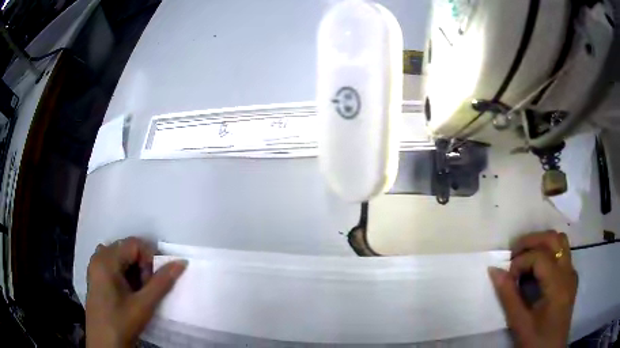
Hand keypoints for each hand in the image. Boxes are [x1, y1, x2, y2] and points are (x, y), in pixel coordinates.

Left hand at [85, 237, 186, 347]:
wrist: (104, 344)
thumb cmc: (122, 323)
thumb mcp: (144, 305)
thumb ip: (162, 282)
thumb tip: (181, 262)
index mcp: (106, 260)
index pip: (134, 244)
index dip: (149, 259)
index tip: (153, 282)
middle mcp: (98, 257)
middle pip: (126, 249)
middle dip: (142, 266)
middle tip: (146, 289)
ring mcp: (95, 267)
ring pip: (120, 258)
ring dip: (134, 270)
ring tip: (138, 291)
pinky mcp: (95, 277)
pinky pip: (113, 265)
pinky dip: (125, 274)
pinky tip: (128, 292)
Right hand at [488, 231, 577, 347]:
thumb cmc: (536, 341)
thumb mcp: (519, 323)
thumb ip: (508, 296)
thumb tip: (494, 270)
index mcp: (558, 285)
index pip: (540, 257)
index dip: (520, 261)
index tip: (507, 278)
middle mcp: (568, 272)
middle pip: (554, 239)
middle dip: (531, 241)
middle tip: (513, 254)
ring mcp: (571, 274)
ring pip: (560, 242)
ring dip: (541, 243)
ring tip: (525, 258)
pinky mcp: (570, 278)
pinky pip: (562, 254)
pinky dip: (548, 253)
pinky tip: (537, 271)